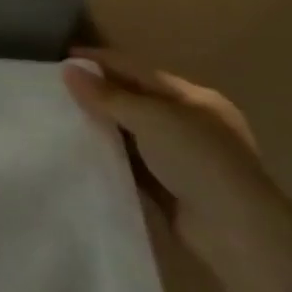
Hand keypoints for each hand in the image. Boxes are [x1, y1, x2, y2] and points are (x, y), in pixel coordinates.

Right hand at [63, 50, 291, 291]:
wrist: (237, 234)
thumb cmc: (198, 160)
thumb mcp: (152, 119)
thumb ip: (109, 95)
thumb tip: (68, 70)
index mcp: (193, 99)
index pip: (138, 70)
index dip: (101, 61)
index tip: (61, 57)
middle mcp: (188, 124)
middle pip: (134, 100)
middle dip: (97, 93)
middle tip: (53, 87)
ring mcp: (180, 158)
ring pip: (130, 132)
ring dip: (100, 125)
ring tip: (57, 116)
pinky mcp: (168, 188)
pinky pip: (130, 163)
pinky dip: (108, 155)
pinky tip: (79, 149)